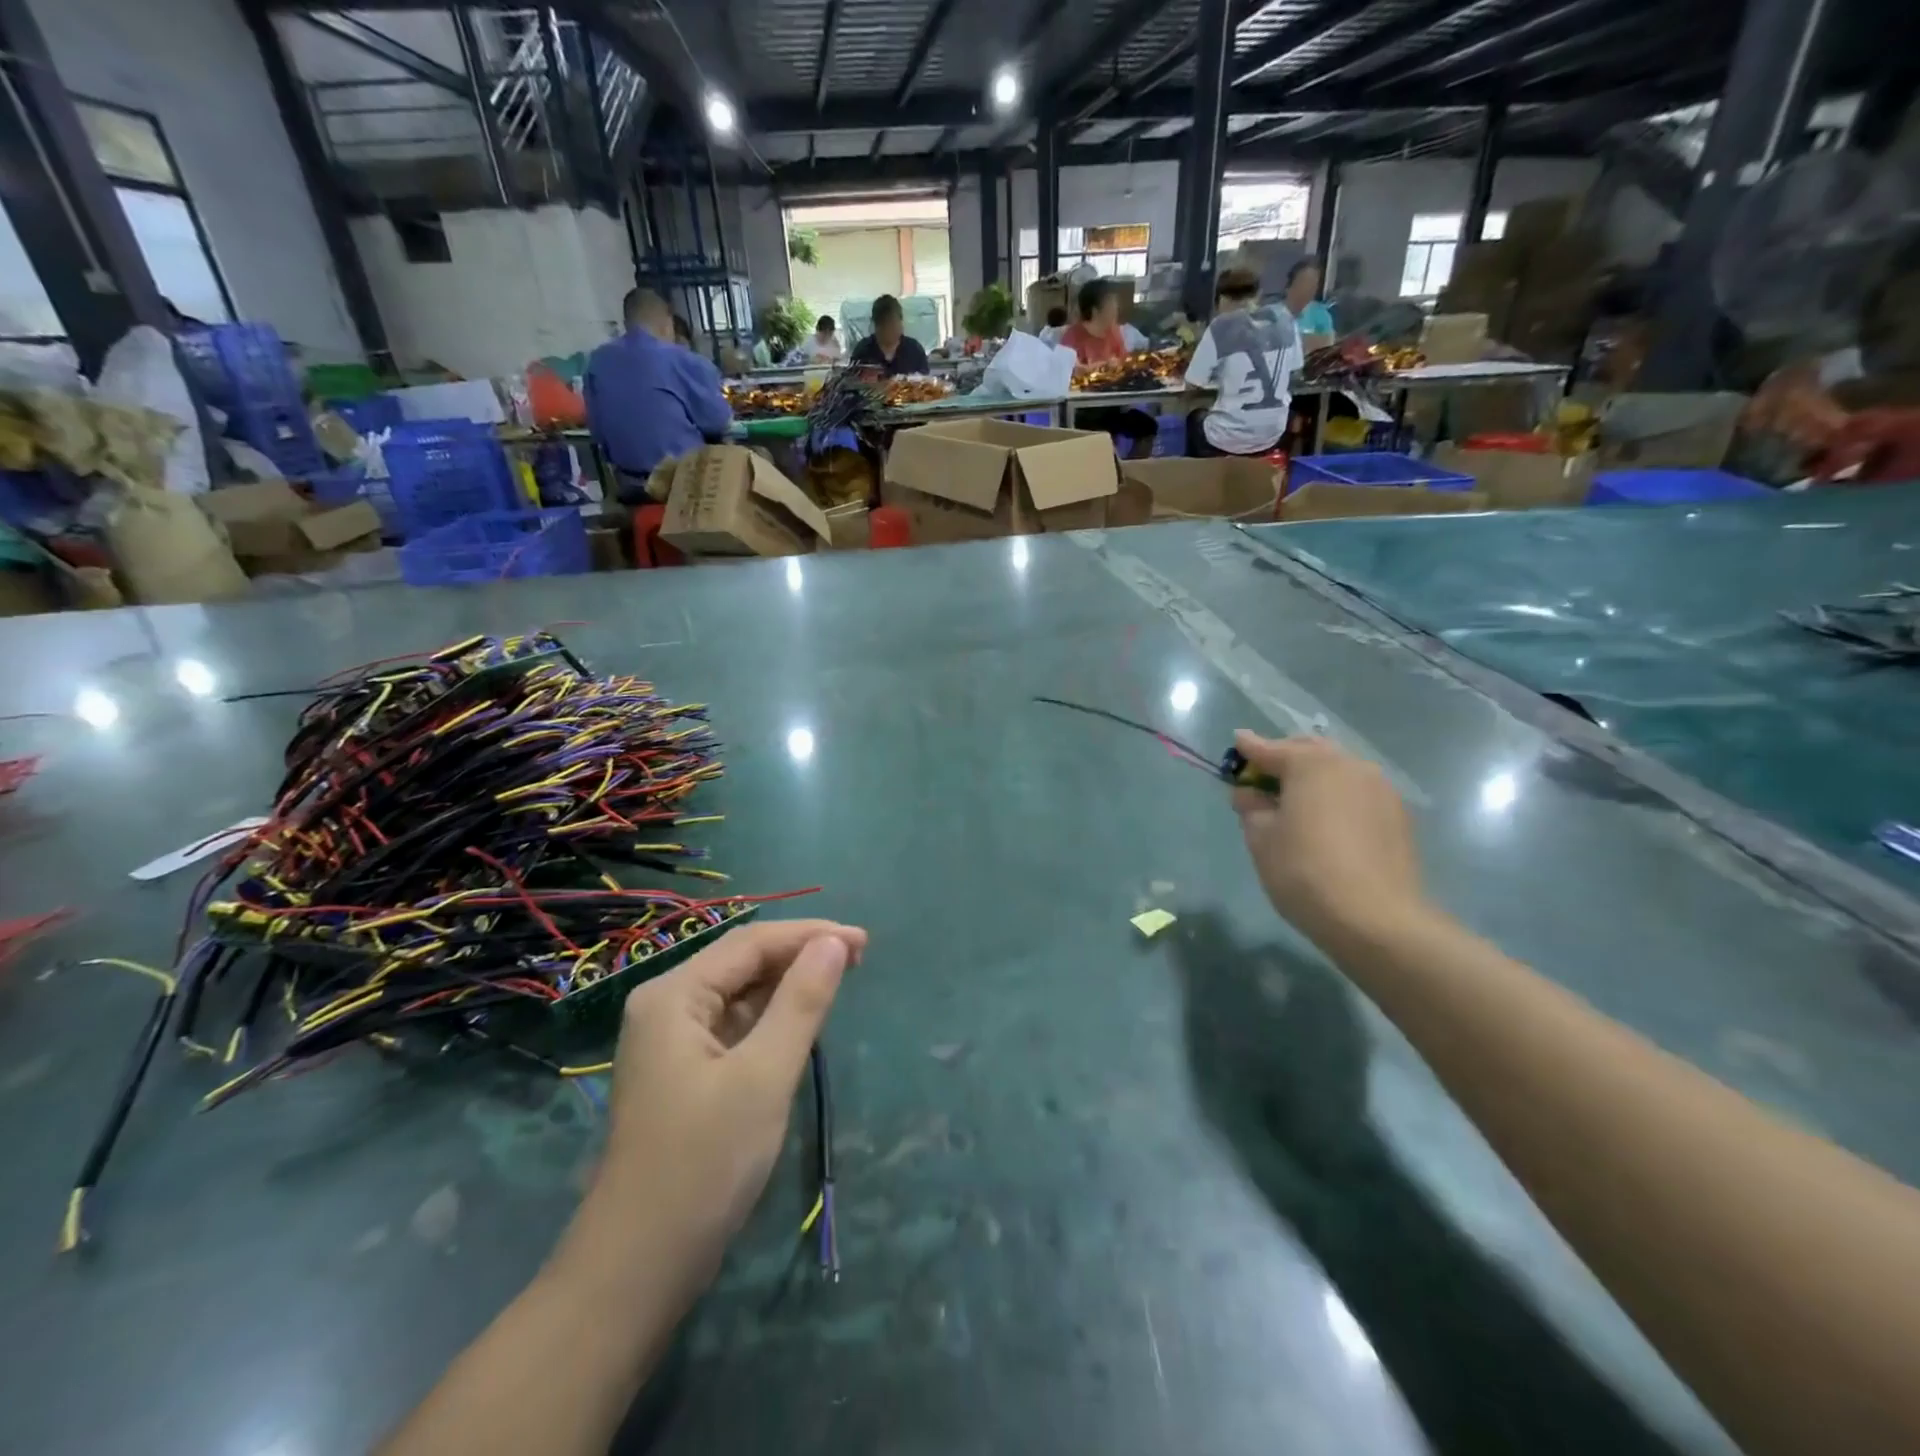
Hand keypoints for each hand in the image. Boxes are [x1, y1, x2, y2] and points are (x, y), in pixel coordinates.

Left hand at [584, 919, 865, 1278]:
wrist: (639, 1268)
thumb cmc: (704, 1163)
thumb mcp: (764, 1076)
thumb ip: (801, 1002)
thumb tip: (835, 943)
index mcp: (674, 995)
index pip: (751, 942)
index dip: (810, 934)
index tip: (864, 941)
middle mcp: (667, 1006)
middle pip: (743, 962)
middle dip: (801, 955)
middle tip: (860, 958)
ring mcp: (672, 1041)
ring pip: (740, 993)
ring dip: (789, 984)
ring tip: (840, 980)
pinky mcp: (684, 1071)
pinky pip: (735, 1024)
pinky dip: (771, 1017)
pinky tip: (801, 1021)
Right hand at [1230, 731, 1424, 947]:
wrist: (1376, 919)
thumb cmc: (1304, 871)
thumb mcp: (1261, 838)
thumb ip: (1251, 807)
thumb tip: (1250, 794)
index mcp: (1312, 764)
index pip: (1271, 749)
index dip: (1249, 748)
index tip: (1236, 742)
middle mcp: (1350, 765)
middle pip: (1310, 751)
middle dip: (1285, 757)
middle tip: (1263, 776)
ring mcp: (1380, 789)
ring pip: (1338, 770)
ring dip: (1314, 777)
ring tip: (1296, 800)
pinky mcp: (1398, 815)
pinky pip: (1358, 793)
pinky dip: (1337, 796)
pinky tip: (1326, 819)